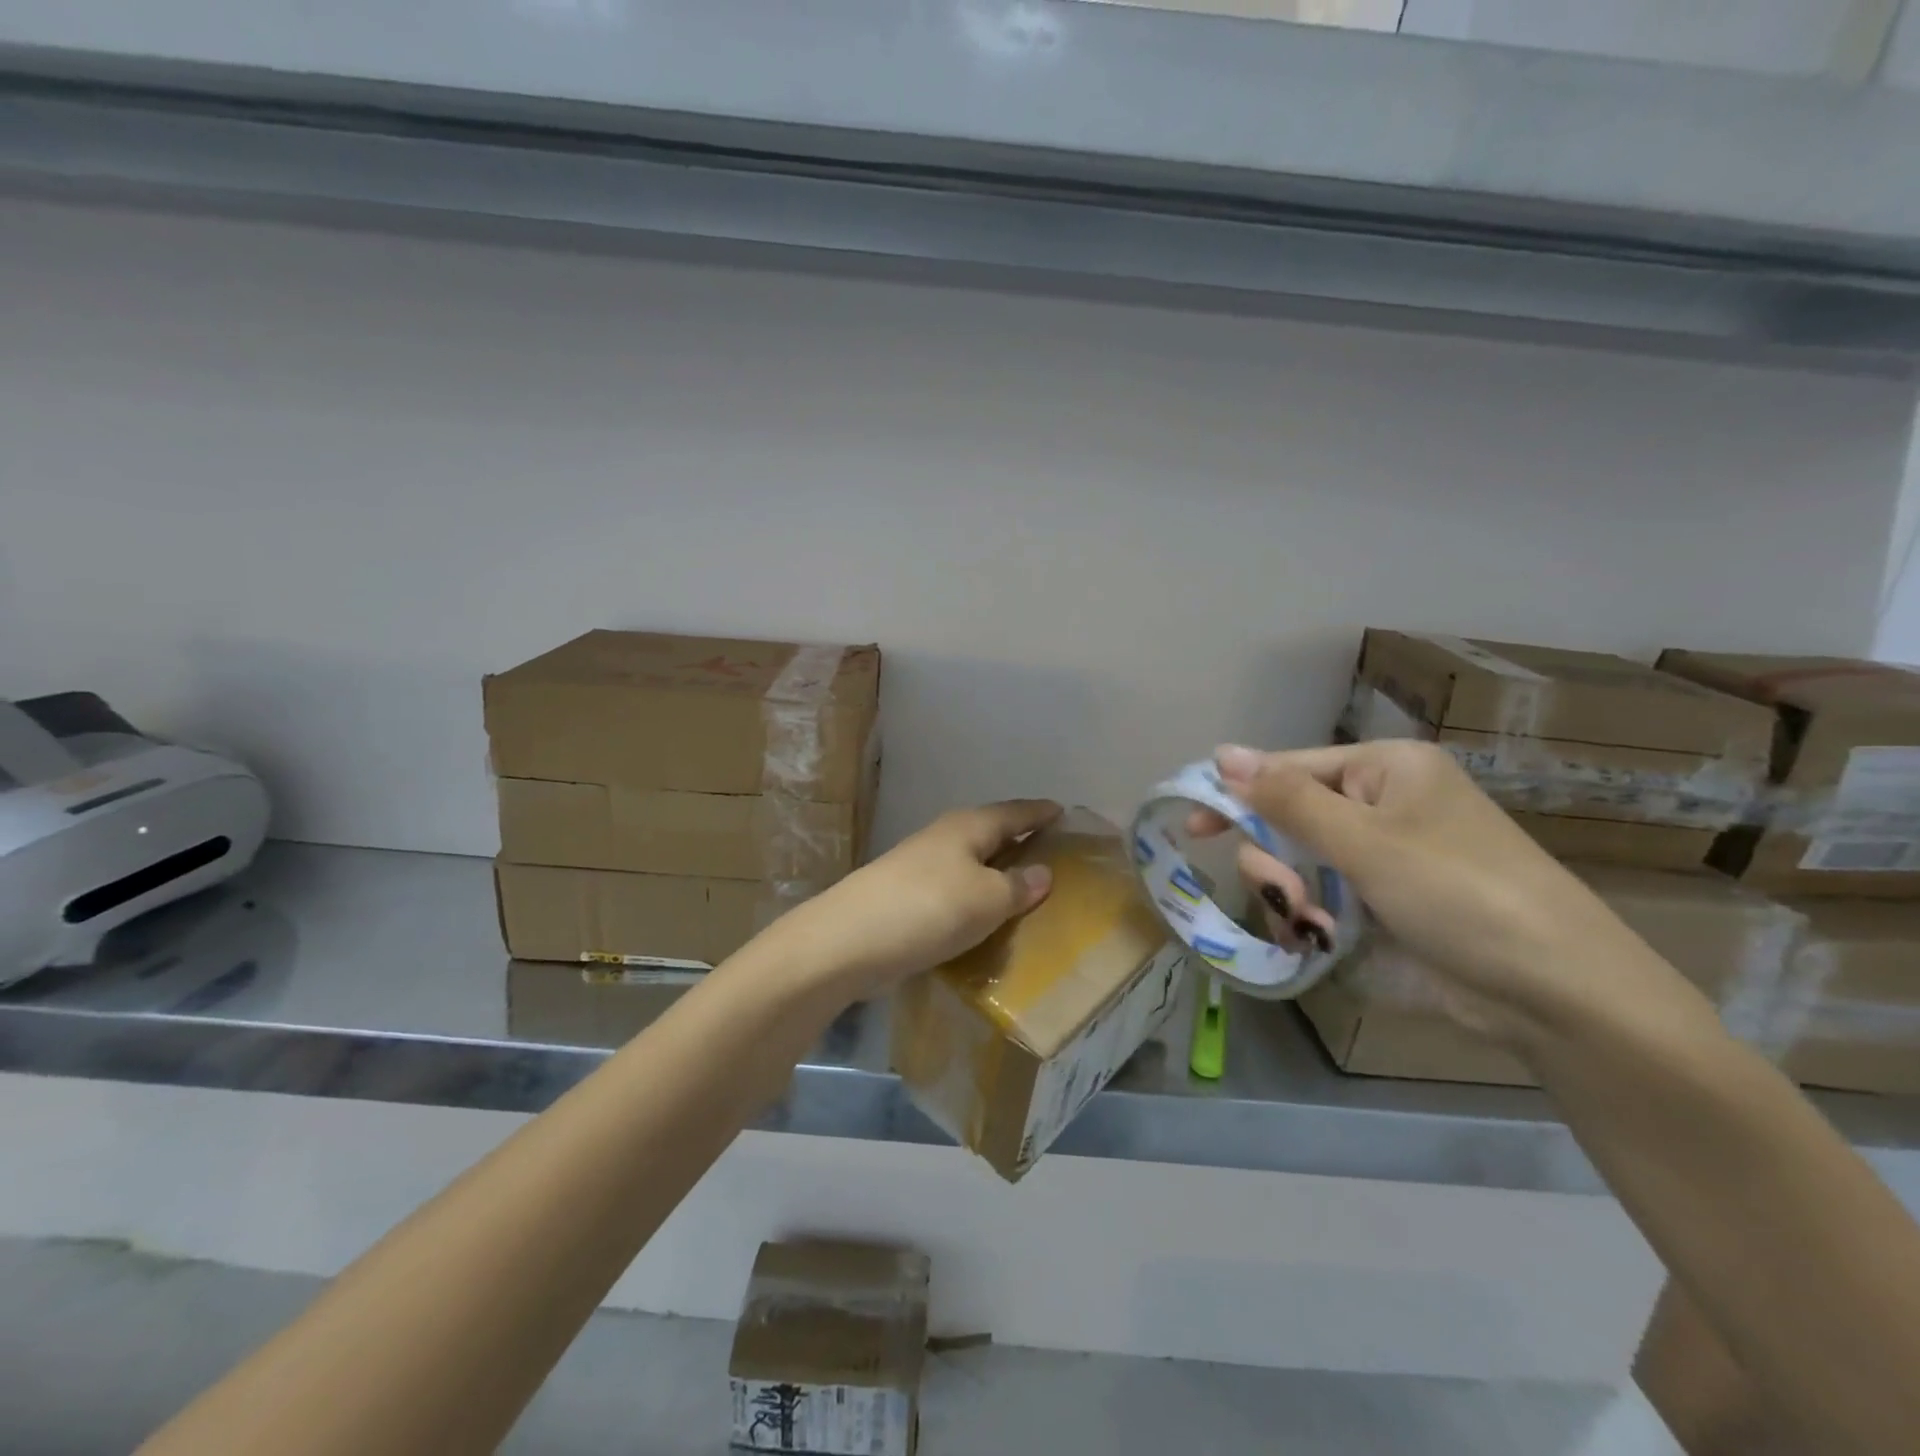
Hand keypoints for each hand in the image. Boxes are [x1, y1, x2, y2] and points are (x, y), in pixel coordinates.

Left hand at [773, 799, 1061, 1001]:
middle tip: (1054, 855)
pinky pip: (956, 892)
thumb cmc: (929, 908)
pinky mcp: (908, 898)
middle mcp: (945, 838)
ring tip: (1027, 890)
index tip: (1064, 812)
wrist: (850, 941)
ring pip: (972, 864)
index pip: (1015, 812)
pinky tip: (986, 919)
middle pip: (991, 834)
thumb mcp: (987, 899)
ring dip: (997, 874)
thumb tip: (1043, 872)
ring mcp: (921, 867)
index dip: (1040, 813)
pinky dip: (976, 899)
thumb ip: (1019, 886)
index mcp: (968, 826)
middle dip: (1020, 842)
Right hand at [1194, 741, 1655, 1040]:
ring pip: (1294, 864)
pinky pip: (1317, 899)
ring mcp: (1379, 860)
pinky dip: (1309, 919)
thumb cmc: (1460, 893)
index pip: (1288, 769)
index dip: (1236, 795)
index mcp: (1384, 771)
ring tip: (1315, 924)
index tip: (1194, 829)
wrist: (1553, 995)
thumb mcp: (1365, 841)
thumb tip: (1220, 753)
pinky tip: (1320, 939)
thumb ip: (1285, 799)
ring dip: (1290, 893)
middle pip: (1285, 819)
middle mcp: (1379, 807)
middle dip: (1274, 858)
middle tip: (1288, 893)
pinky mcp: (1379, 906)